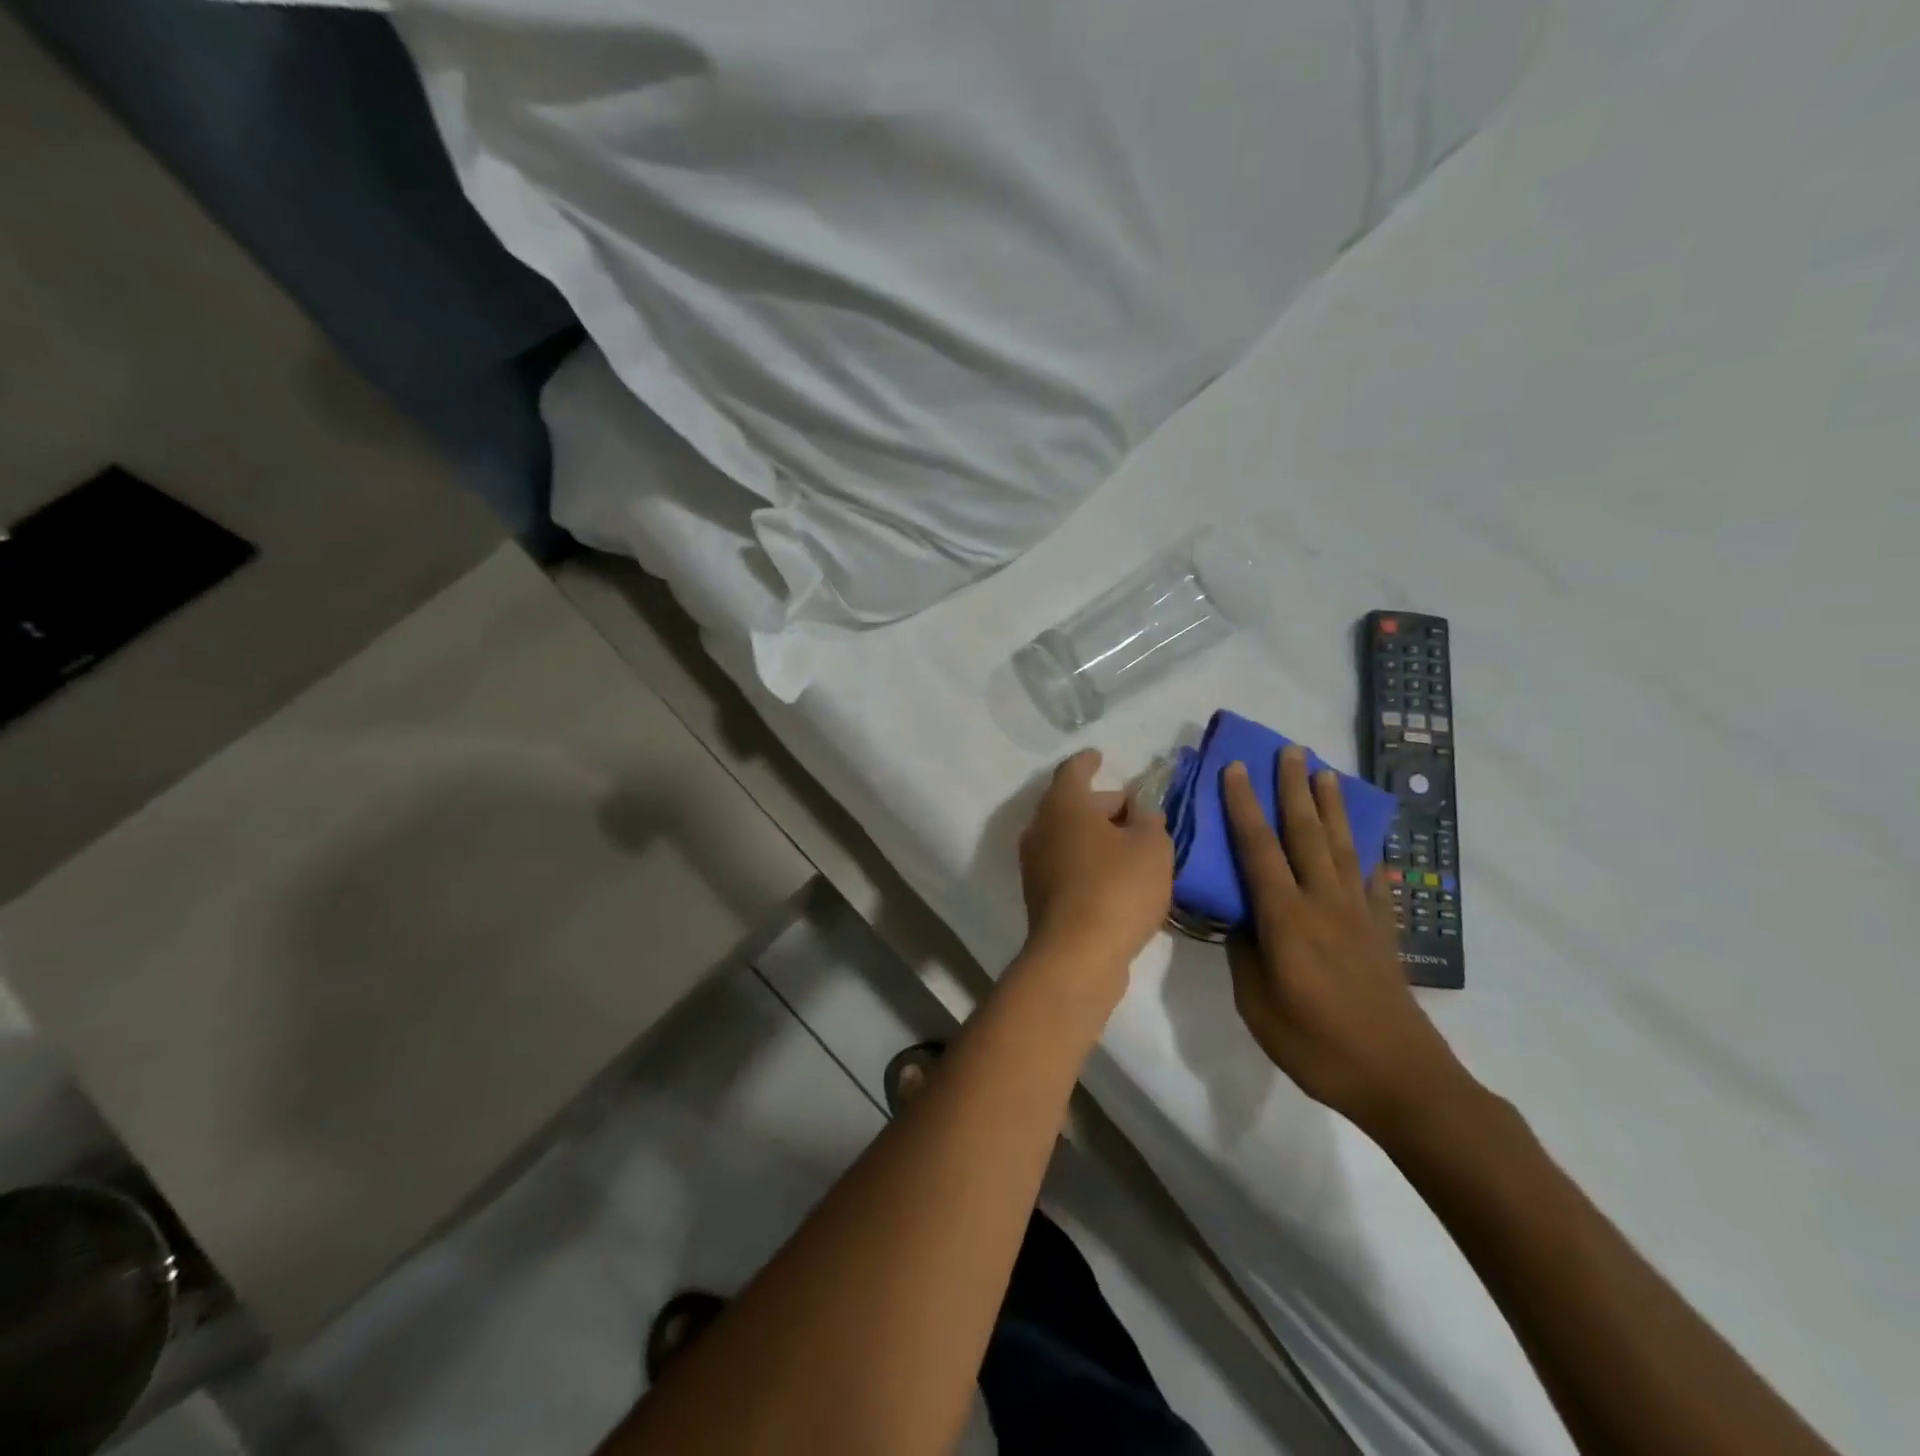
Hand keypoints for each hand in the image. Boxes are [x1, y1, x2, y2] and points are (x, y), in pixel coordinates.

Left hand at [1019, 750, 1173, 983]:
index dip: (1089, 762)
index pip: (1073, 771)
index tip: (1100, 756)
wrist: (1077, 955)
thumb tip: (1141, 814)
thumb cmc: (1117, 888)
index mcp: (1063, 805)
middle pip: (1071, 805)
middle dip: (1103, 804)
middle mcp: (1041, 829)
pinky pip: (1068, 866)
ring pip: (1069, 838)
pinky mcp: (1040, 897)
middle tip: (1136, 811)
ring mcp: (1035, 865)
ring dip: (1097, 837)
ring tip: (1133, 846)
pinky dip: (1090, 863)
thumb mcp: (1152, 847)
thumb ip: (1150, 822)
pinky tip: (1118, 878)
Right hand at [1222, 747, 1466, 1135]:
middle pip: (1306, 834)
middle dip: (1294, 789)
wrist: (1401, 1080)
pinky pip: (1376, 885)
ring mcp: (1359, 917)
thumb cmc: (1317, 1045)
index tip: (1236, 768)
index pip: (1258, 849)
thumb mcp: (1257, 1005)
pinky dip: (1371, 860)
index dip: (1244, 806)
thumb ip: (1244, 953)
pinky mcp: (1384, 935)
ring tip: (1326, 773)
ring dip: (1331, 808)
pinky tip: (1374, 849)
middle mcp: (1324, 904)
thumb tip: (1241, 918)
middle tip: (1289, 750)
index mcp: (1286, 918)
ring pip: (1341, 848)